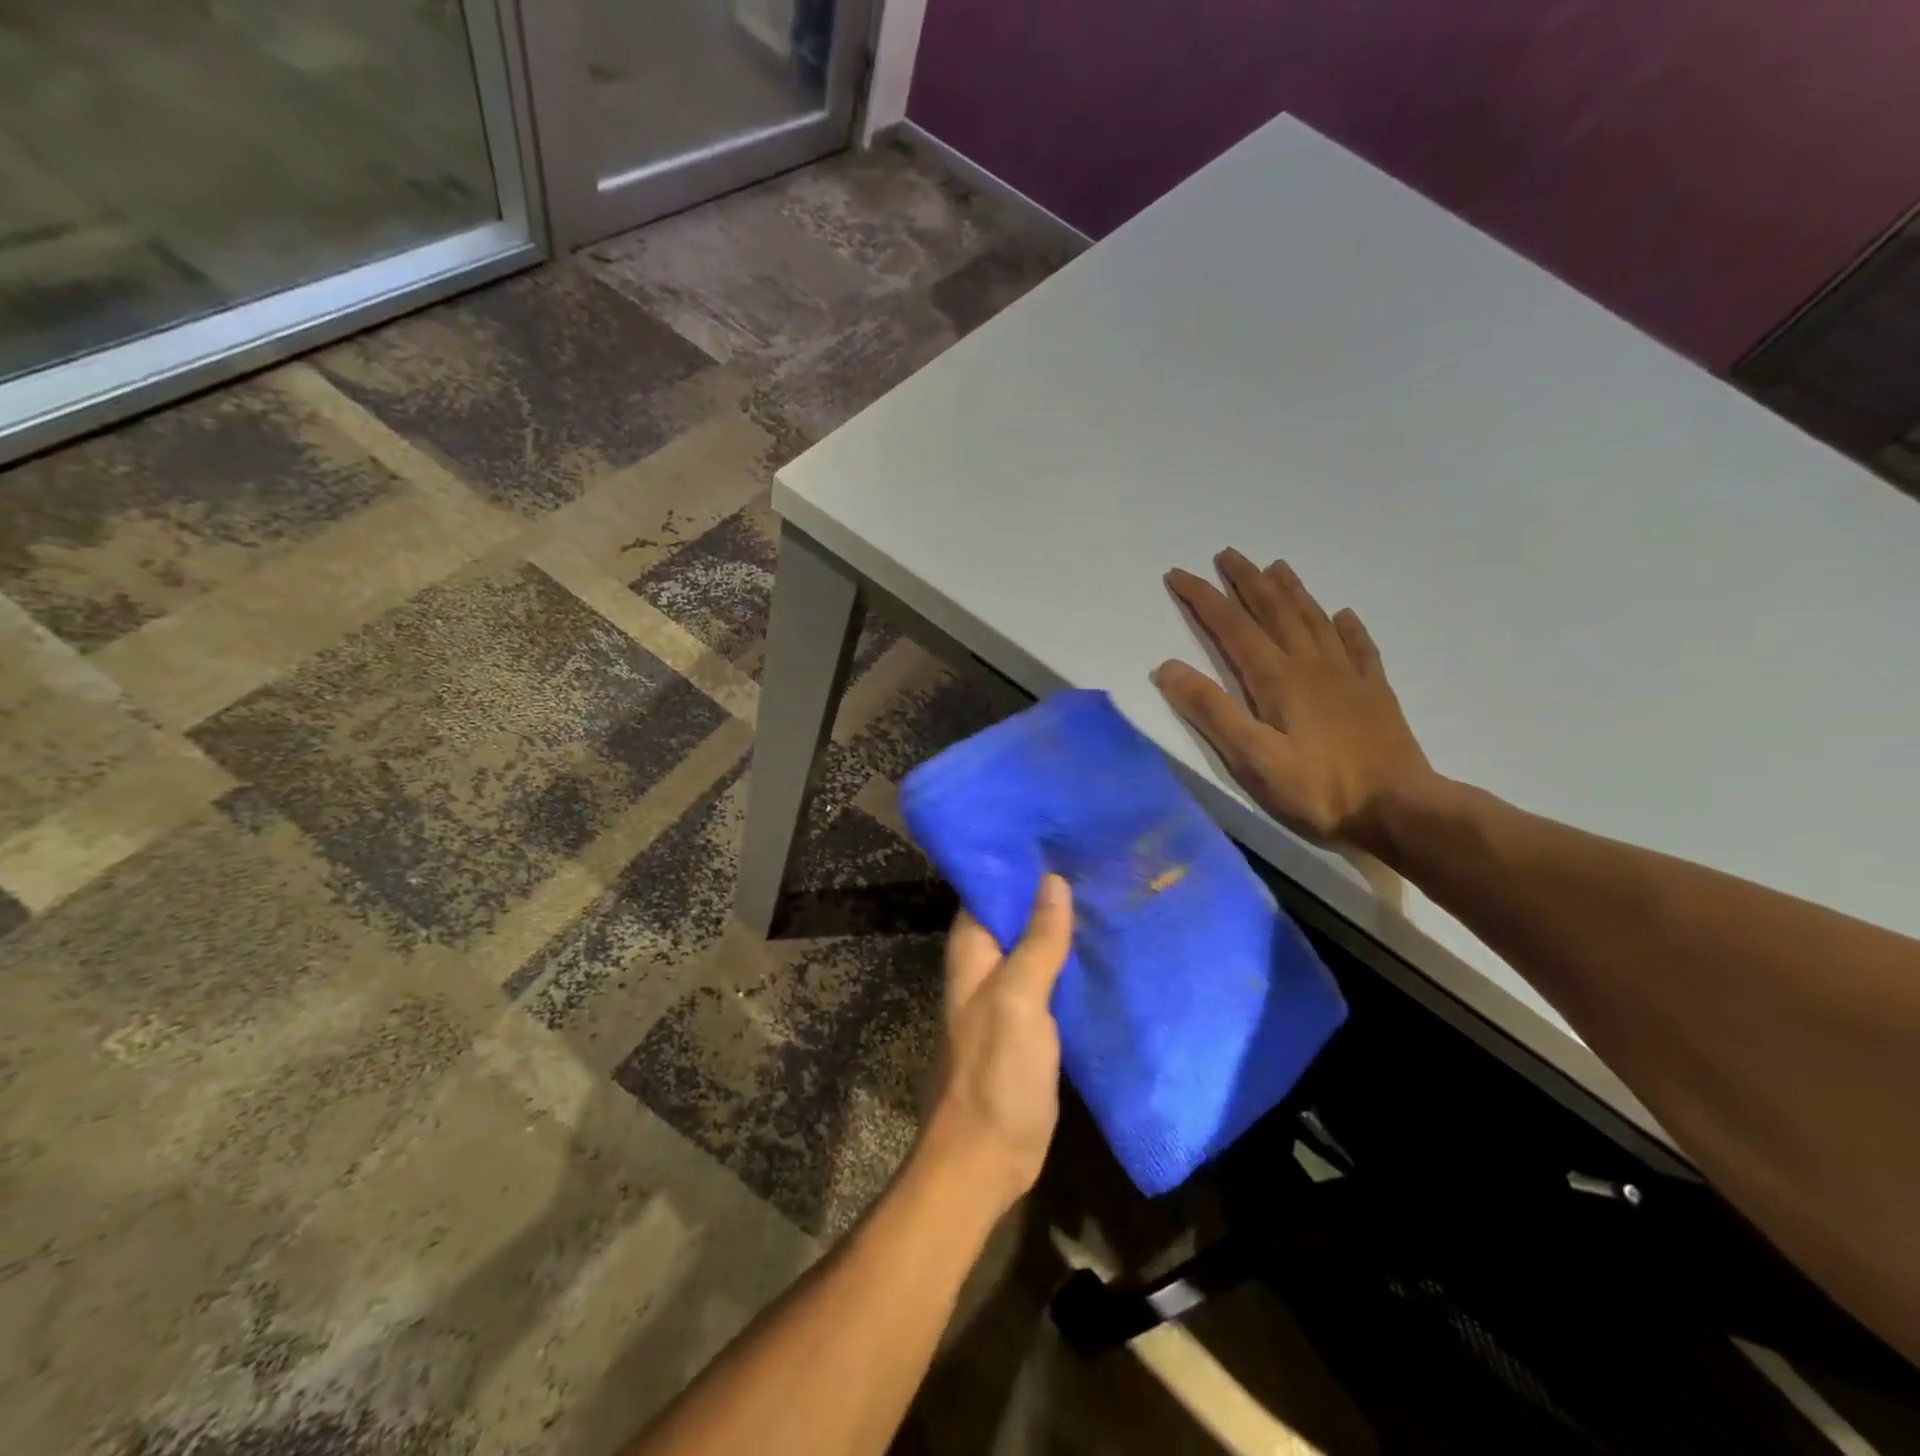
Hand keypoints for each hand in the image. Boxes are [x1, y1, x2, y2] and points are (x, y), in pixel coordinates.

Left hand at [925, 875, 1074, 1210]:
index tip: (1055, 831)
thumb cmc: (995, 1071)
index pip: (988, 887)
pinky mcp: (1032, 1019)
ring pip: (1036, 942)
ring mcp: (1009, 992)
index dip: (1016, 860)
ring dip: (1062, 920)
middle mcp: (986, 963)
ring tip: (1106, 884)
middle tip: (1093, 852)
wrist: (988, 1155)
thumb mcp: (1019, 999)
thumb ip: (1037, 942)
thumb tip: (1053, 880)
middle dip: (1047, 886)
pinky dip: (1072, 956)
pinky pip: (1051, 974)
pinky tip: (1105, 941)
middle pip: (1015, 912)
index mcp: (972, 949)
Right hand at [1157, 549, 1434, 851]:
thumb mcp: (1251, 757)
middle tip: (1227, 554)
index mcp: (1276, 678)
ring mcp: (1347, 675)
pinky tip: (1344, 614)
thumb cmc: (1317, 789)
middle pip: (1273, 610)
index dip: (1202, 598)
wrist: (1399, 809)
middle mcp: (1311, 664)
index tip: (1178, 573)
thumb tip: (1167, 667)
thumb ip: (1211, 710)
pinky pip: (1359, 646)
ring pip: (1314, 619)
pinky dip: (1347, 626)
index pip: (1231, 627)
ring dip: (1291, 591)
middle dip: (1246, 580)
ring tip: (1276, 566)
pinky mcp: (1374, 692)